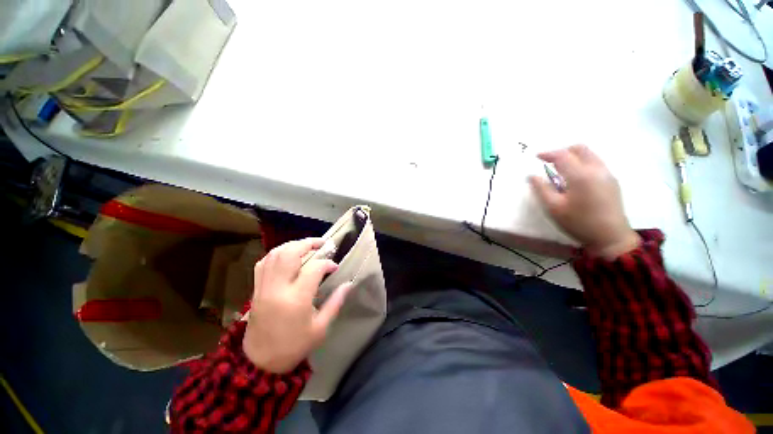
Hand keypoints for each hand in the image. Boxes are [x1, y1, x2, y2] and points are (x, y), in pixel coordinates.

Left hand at [243, 238, 351, 372]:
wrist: (260, 362)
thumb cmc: (294, 346)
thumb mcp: (321, 328)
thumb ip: (335, 303)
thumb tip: (348, 284)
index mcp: (296, 298)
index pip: (314, 268)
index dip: (327, 263)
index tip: (334, 267)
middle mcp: (278, 288)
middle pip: (290, 253)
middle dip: (308, 243)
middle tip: (322, 244)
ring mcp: (263, 287)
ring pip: (275, 254)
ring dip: (292, 245)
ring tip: (306, 246)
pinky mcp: (256, 289)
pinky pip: (263, 263)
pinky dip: (276, 254)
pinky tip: (287, 256)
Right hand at [528, 145, 640, 259]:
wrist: (611, 237)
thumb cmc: (579, 222)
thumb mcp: (554, 208)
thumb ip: (542, 189)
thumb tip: (532, 176)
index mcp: (580, 175)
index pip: (562, 155)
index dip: (548, 154)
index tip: (537, 157)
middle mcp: (596, 170)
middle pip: (580, 149)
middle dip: (563, 151)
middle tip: (550, 162)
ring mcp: (607, 174)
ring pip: (590, 155)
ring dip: (573, 157)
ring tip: (561, 170)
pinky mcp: (612, 181)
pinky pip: (596, 163)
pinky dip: (583, 163)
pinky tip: (575, 179)